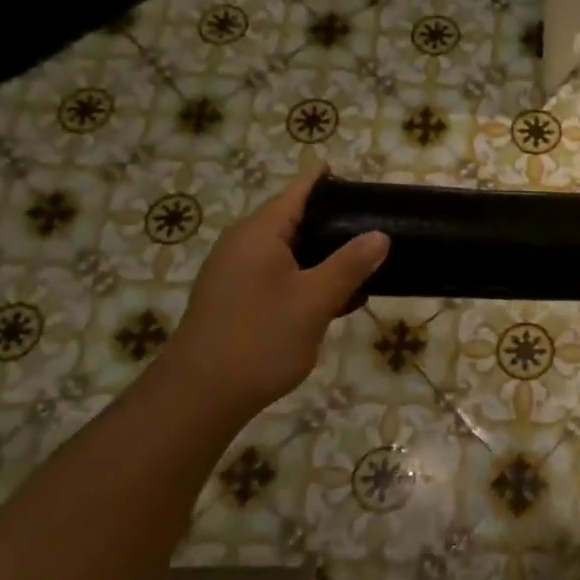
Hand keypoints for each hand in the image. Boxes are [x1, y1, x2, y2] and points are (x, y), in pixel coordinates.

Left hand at [159, 165, 388, 422]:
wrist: (200, 396)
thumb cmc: (260, 339)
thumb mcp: (315, 300)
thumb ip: (350, 264)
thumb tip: (380, 235)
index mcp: (260, 232)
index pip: (300, 190)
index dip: (331, 183)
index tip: (367, 187)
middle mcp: (244, 244)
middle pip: (296, 219)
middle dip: (336, 223)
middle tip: (378, 229)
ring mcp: (236, 272)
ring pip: (290, 251)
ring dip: (325, 256)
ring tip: (366, 265)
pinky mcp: (237, 299)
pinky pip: (279, 275)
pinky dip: (308, 278)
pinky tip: (336, 299)